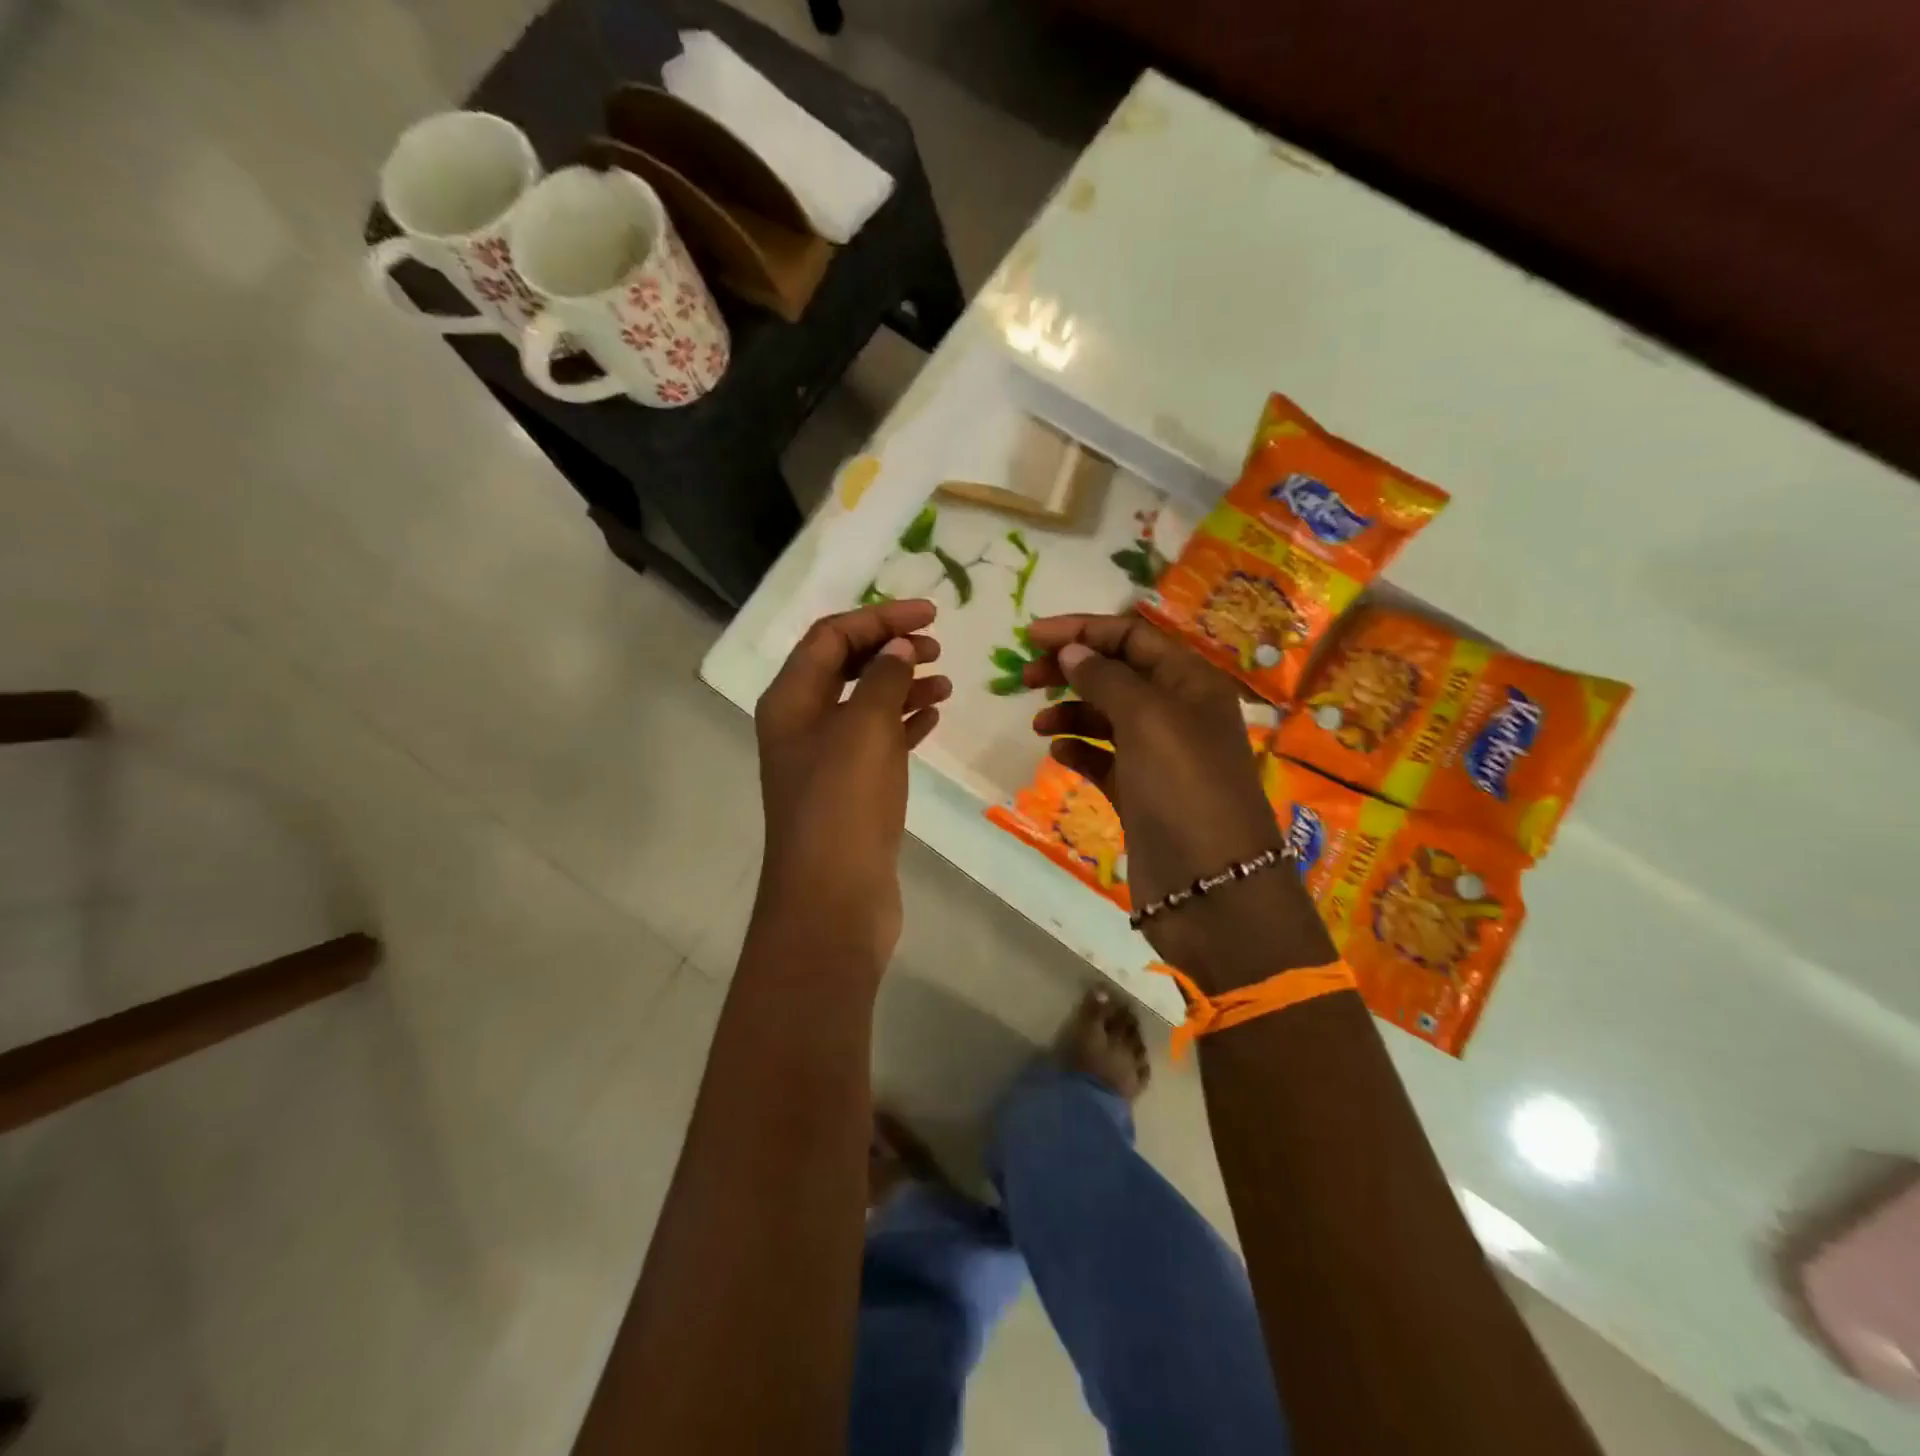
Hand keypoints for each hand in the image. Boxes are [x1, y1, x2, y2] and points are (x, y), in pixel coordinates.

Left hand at [753, 600, 950, 968]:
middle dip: (889, 648)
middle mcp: (802, 723)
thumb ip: (884, 678)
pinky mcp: (850, 790)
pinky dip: (904, 723)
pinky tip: (934, 717)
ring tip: (945, 682)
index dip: (879, 618)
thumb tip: (898, 647)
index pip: (831, 636)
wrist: (833, 898)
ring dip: (902, 685)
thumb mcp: (865, 728)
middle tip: (936, 646)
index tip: (930, 615)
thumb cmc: (844, 804)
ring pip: (865, 704)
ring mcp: (826, 759)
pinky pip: (878, 741)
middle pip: (845, 666)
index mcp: (791, 699)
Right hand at [1022, 613, 1335, 989]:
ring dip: (1071, 711)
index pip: (1132, 637)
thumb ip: (1105, 678)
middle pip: (1117, 673)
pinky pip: (1104, 759)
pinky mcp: (1141, 794)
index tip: (1031, 635)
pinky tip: (1057, 753)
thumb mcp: (1147, 719)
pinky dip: (1080, 750)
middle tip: (1025, 677)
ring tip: (1039, 723)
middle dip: (1071, 668)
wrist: (1211, 888)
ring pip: (1107, 716)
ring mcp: (1159, 756)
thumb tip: (1070, 651)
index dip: (1082, 630)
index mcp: (1190, 682)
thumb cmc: (1184, 788)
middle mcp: (1177, 713)